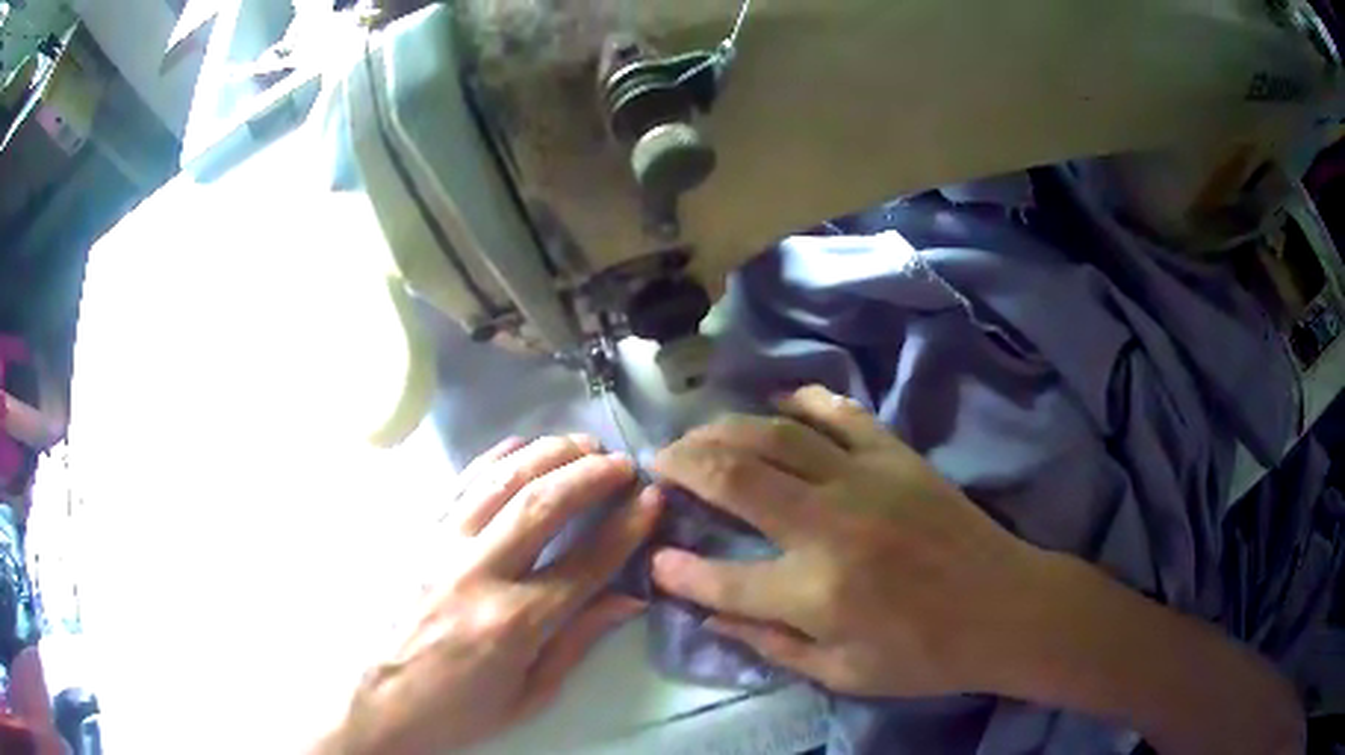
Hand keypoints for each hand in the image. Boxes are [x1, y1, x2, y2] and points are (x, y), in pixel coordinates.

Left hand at [325, 435, 661, 754]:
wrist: (379, 699)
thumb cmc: (459, 708)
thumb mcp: (529, 693)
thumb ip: (579, 640)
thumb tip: (630, 597)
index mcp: (513, 623)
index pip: (585, 563)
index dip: (626, 527)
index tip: (652, 498)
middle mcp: (477, 573)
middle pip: (542, 505)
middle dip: (591, 475)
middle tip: (623, 463)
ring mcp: (441, 546)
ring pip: (501, 481)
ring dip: (548, 454)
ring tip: (583, 444)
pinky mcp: (417, 535)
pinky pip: (460, 483)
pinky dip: (495, 457)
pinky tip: (522, 446)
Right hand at [649, 385, 1054, 698]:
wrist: (1004, 608)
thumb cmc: (924, 654)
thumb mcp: (843, 673)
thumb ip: (771, 644)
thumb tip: (709, 616)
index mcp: (817, 593)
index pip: (721, 579)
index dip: (677, 571)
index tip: (655, 559)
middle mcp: (831, 527)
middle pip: (735, 479)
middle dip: (683, 464)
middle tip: (659, 462)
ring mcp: (867, 481)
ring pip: (777, 436)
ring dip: (726, 429)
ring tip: (699, 434)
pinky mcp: (897, 457)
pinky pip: (841, 415)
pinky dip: (804, 401)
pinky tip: (779, 401)